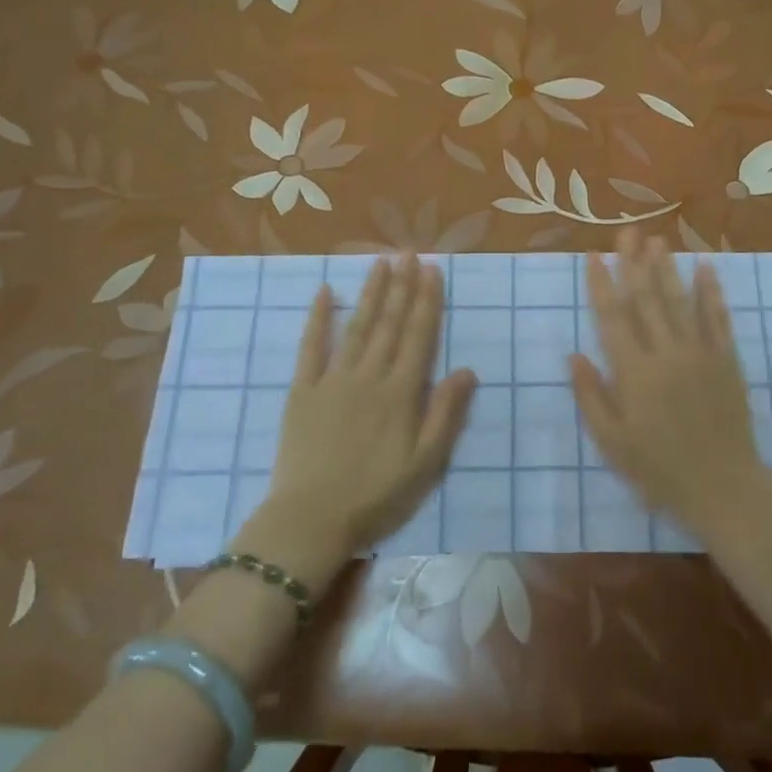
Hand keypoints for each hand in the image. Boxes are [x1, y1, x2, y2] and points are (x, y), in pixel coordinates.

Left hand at [262, 253, 477, 555]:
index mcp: (401, 393)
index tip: (433, 269)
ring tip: (381, 261)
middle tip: (409, 251)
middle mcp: (369, 376)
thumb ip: (446, 414)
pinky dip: (318, 318)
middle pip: (390, 323)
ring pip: (357, 326)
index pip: (419, 335)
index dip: (428, 300)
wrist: (311, 520)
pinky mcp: (303, 391)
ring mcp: (333, 380)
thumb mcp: (426, 464)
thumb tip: (468, 369)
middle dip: (402, 285)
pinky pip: (311, 347)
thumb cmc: (376, 496)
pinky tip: (326, 292)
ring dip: (371, 292)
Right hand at [570, 228, 771, 536]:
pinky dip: (711, 291)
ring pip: (679, 301)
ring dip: (666, 268)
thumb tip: (574, 355)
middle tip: (626, 233)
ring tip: (656, 240)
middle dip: (633, 263)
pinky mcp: (727, 359)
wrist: (722, 486)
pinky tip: (705, 267)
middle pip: (646, 299)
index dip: (601, 284)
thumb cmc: (659, 469)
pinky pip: (718, 318)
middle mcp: (666, 353)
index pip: (613, 318)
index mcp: (634, 373)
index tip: (593, 256)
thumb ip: (591, 396)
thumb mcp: (612, 442)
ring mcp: (700, 353)